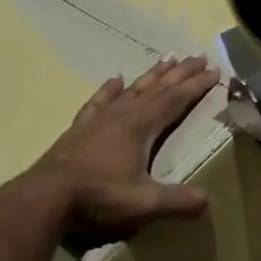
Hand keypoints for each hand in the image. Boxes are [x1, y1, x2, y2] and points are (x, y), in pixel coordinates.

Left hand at [22, 55, 220, 241]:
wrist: (45, 197)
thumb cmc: (98, 196)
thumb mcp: (143, 203)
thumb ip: (177, 201)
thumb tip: (208, 200)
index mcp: (141, 127)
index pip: (175, 100)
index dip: (196, 86)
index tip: (215, 71)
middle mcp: (122, 115)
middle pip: (157, 88)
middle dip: (180, 73)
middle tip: (198, 57)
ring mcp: (99, 119)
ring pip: (132, 90)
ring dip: (152, 75)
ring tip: (167, 58)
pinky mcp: (80, 129)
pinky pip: (99, 101)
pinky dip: (109, 89)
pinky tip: (115, 79)